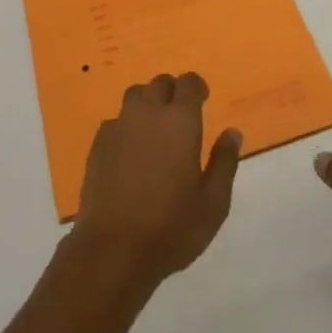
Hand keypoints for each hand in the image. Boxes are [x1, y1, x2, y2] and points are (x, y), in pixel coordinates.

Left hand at [72, 73, 241, 286]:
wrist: (113, 249)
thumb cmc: (171, 227)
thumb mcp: (213, 204)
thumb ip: (224, 163)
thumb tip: (232, 133)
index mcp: (180, 121)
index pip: (188, 83)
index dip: (196, 86)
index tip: (203, 98)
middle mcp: (148, 112)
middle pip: (160, 83)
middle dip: (172, 91)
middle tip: (180, 113)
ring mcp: (120, 125)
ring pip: (135, 95)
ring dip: (148, 102)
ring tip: (155, 126)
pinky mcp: (99, 143)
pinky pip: (117, 120)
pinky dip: (127, 126)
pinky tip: (130, 151)